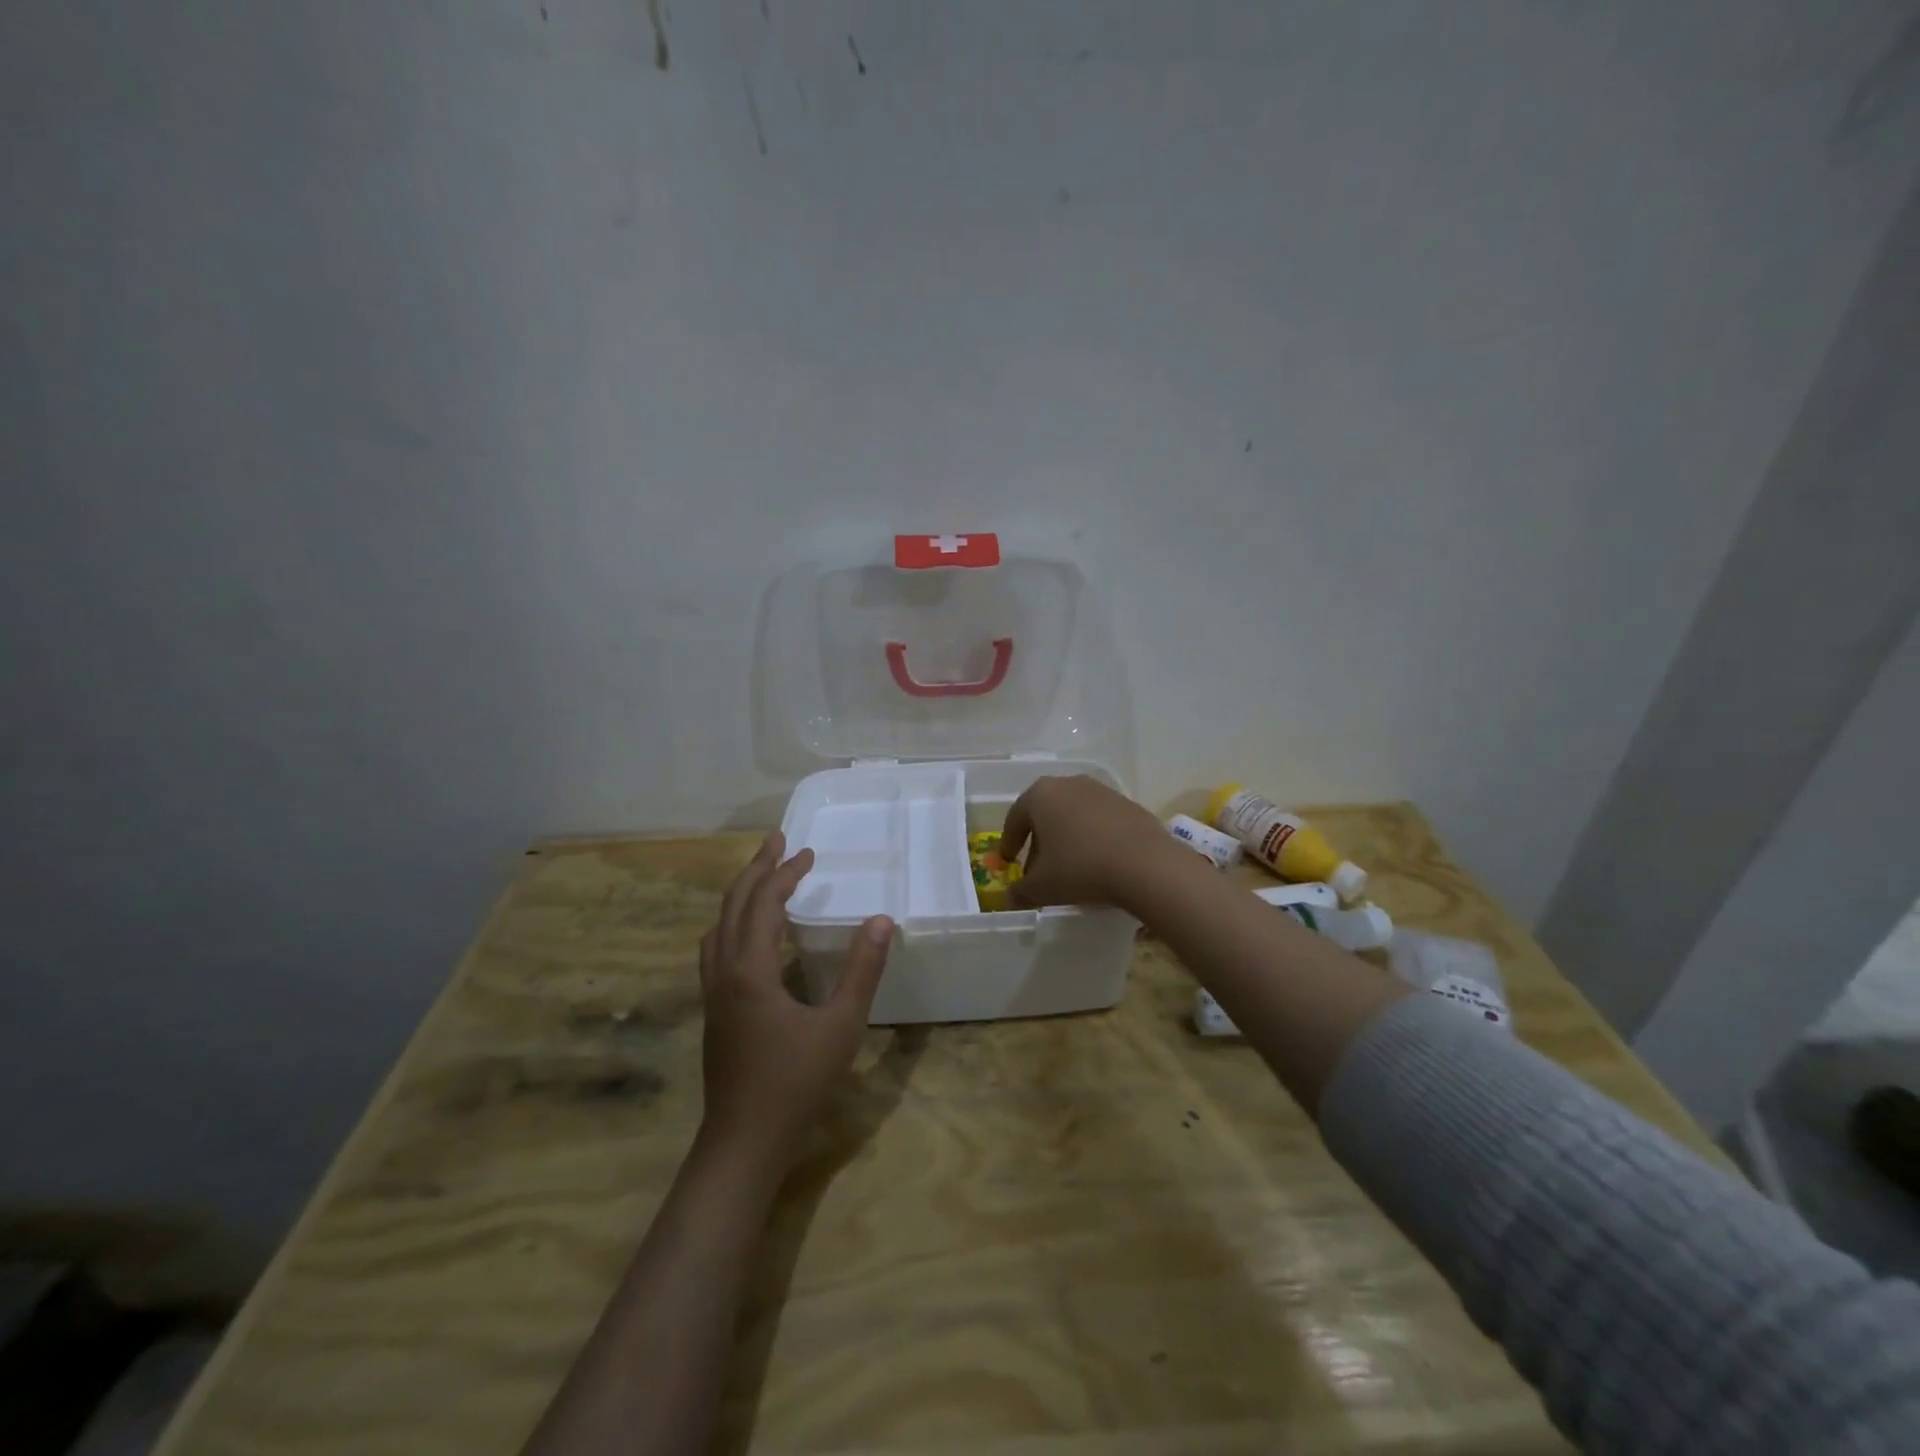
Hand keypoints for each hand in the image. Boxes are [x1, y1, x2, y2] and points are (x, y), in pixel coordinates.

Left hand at [699, 832, 892, 1160]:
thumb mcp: (841, 1025)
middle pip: (733, 905)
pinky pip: (717, 947)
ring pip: (718, 926)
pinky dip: (734, 922)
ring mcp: (713, 992)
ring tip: (764, 878)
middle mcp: (723, 972)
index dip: (785, 873)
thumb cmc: (796, 1083)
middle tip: (778, 842)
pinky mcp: (714, 1009)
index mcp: (750, 969)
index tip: (809, 853)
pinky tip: (752, 935)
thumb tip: (881, 920)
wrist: (743, 1142)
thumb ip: (862, 970)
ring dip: (741, 894)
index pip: (763, 903)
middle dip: (756, 869)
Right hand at [999, 775, 1184, 912]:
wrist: (1146, 865)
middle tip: (1037, 869)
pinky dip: (1092, 838)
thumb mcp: (1042, 887)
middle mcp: (1069, 784)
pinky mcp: (1128, 804)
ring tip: (1069, 868)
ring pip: (1073, 815)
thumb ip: (1020, 892)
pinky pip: (1100, 821)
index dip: (1009, 842)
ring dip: (1067, 839)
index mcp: (1041, 795)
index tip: (1008, 862)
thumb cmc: (1081, 869)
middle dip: (1039, 842)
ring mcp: (1102, 791)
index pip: (1015, 818)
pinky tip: (1098, 862)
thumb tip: (1010, 898)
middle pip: (1045, 814)